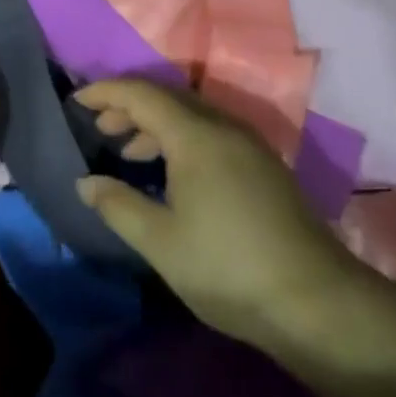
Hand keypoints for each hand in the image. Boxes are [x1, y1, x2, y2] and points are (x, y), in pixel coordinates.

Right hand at [72, 77, 367, 347]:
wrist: (320, 305)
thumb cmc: (229, 268)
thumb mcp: (161, 242)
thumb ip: (118, 205)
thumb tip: (85, 183)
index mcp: (195, 135)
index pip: (140, 93)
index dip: (104, 92)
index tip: (76, 100)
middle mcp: (223, 127)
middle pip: (166, 99)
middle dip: (128, 107)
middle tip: (100, 128)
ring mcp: (249, 146)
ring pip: (191, 116)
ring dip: (155, 125)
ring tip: (129, 151)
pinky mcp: (264, 167)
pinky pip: (211, 134)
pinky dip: (180, 140)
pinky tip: (172, 174)